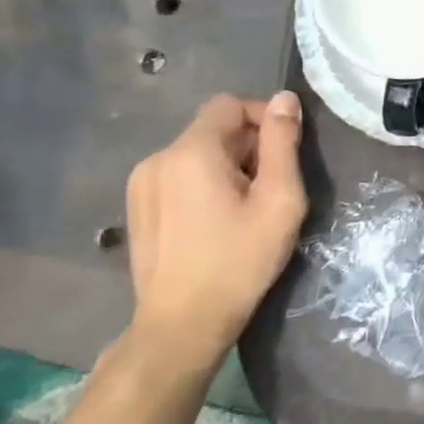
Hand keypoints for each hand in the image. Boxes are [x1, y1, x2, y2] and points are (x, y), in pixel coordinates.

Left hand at [123, 91, 307, 376]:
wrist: (183, 324)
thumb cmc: (240, 259)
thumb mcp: (279, 198)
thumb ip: (282, 143)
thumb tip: (284, 99)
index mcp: (192, 152)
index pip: (231, 104)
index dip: (264, 117)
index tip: (286, 152)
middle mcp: (158, 158)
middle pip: (214, 128)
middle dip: (249, 146)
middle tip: (272, 187)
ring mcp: (141, 184)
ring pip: (197, 152)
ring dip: (228, 165)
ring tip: (246, 206)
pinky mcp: (137, 207)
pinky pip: (180, 174)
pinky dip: (205, 182)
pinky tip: (218, 219)